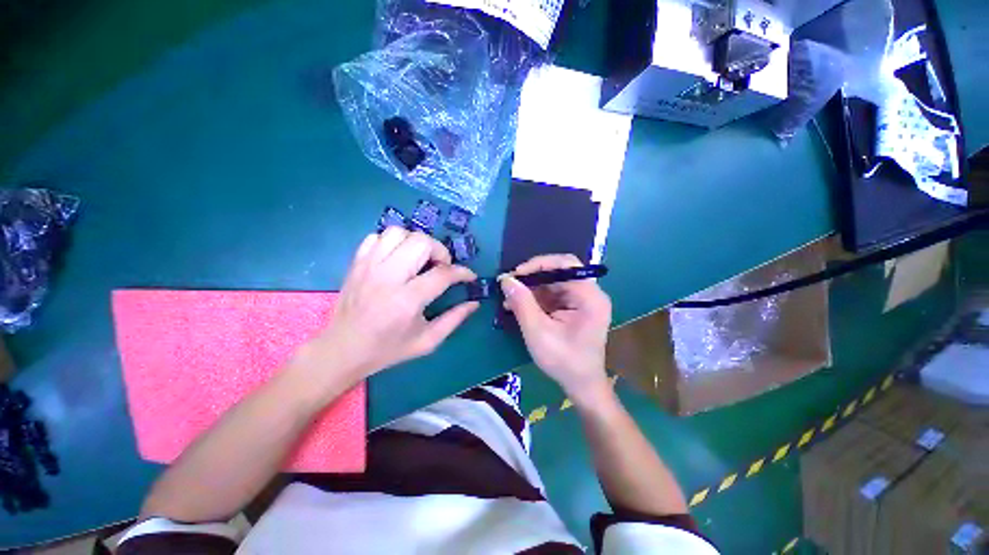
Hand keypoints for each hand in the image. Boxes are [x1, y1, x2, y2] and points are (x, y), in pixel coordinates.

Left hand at [296, 227, 478, 384]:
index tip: (469, 276)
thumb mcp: (427, 342)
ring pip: (398, 232)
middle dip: (440, 251)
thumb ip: (454, 320)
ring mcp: (368, 266)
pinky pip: (377, 237)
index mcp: (407, 300)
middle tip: (441, 267)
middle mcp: (388, 277)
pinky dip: (392, 242)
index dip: (462, 272)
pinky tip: (397, 258)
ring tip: (419, 260)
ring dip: (416, 242)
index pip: (443, 273)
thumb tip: (474, 303)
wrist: (342, 350)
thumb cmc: (387, 349)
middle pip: (421, 242)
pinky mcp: (356, 263)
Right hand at [500, 254, 611, 404]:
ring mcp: (583, 300)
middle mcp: (590, 293)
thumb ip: (522, 303)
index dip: (539, 264)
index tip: (515, 274)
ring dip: (531, 289)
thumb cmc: (563, 361)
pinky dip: (535, 298)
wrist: (581, 385)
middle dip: (532, 278)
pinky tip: (519, 306)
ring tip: (509, 299)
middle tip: (509, 286)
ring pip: (553, 283)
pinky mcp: (574, 308)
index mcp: (589, 297)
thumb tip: (506, 279)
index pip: (566, 264)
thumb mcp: (538, 332)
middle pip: (559, 272)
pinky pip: (553, 294)